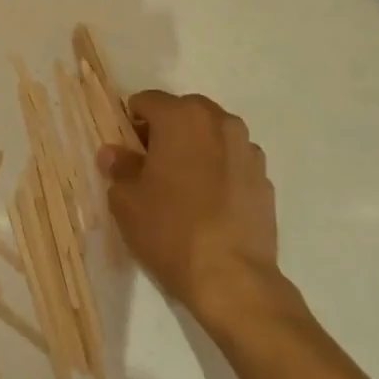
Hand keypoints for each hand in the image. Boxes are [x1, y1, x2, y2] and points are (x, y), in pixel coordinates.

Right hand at [98, 90, 296, 345]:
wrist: (231, 277)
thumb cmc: (169, 229)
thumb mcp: (126, 199)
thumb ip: (119, 167)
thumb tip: (114, 152)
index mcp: (182, 118)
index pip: (147, 100)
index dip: (130, 122)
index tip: (125, 151)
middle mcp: (220, 122)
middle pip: (184, 113)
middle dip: (165, 131)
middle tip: (149, 167)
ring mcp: (248, 150)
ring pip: (211, 136)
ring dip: (194, 149)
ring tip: (181, 187)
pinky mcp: (264, 179)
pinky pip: (231, 162)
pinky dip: (217, 171)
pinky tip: (207, 205)